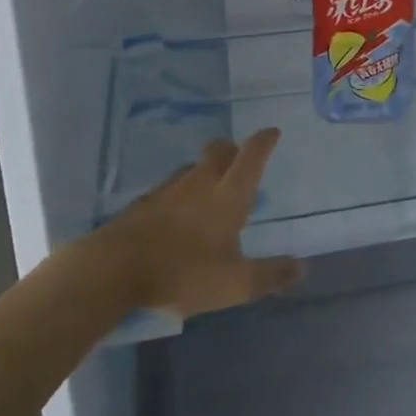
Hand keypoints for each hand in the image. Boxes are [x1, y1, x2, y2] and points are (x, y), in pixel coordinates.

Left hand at [101, 129, 301, 318]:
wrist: (113, 270)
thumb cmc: (183, 272)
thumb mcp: (235, 284)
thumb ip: (271, 275)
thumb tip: (303, 266)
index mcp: (228, 194)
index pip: (251, 156)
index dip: (264, 141)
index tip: (272, 132)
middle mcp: (200, 182)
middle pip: (219, 151)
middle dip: (233, 149)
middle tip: (240, 161)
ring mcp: (168, 190)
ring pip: (192, 167)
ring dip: (205, 170)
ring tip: (210, 189)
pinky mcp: (142, 204)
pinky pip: (169, 188)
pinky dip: (180, 193)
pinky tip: (176, 213)